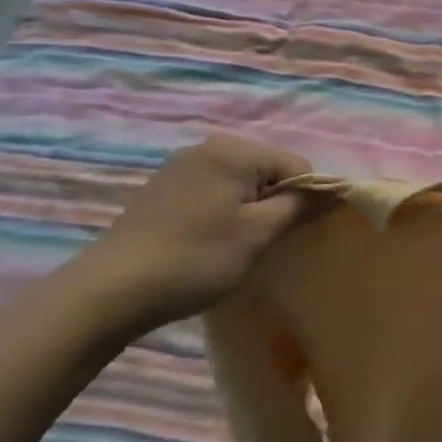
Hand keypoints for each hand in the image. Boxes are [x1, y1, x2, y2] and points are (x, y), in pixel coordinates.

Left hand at [79, 134, 312, 330]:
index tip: (291, 235)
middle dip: (275, 203)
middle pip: (268, 171)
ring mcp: (180, 166)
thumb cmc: (194, 259)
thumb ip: (300, 204)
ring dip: (249, 210)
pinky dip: (222, 212)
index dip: (305, 199)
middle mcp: (207, 147)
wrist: (107, 294)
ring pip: (240, 183)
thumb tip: (334, 189)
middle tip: (261, 244)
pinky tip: (207, 242)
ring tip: (234, 247)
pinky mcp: (162, 189)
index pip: (296, 165)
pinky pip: (213, 190)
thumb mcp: (258, 234)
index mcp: (233, 150)